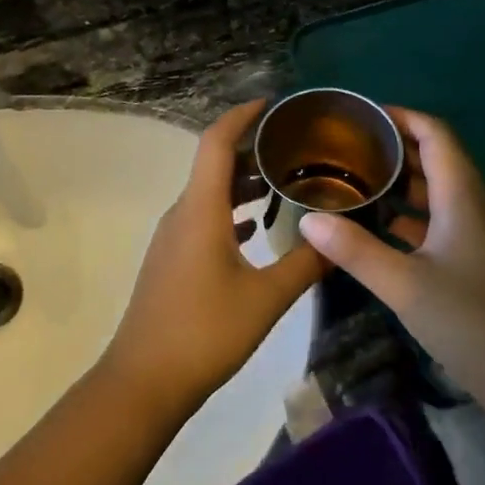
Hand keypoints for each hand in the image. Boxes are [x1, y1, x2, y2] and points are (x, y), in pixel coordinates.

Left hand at [99, 101, 326, 416]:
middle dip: (254, 150)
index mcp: (201, 209)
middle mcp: (182, 213)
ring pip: (211, 194)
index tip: (274, 104)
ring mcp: (173, 237)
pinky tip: (258, 228)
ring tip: (287, 182)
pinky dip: (232, 213)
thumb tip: (340, 240)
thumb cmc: (205, 332)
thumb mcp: (266, 298)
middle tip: (299, 147)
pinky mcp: (172, 260)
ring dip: (244, 184)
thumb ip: (305, 264)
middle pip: (215, 164)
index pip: (217, 142)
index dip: (243, 116)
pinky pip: (204, 219)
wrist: (144, 380)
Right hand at [298, 108, 484, 402]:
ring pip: (431, 191)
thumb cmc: (467, 318)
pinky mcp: (466, 259)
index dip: (402, 117)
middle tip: (344, 145)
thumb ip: (354, 250)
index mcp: (460, 196)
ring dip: (396, 180)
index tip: (360, 115)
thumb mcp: (403, 283)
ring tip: (350, 177)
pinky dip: (402, 214)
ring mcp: (470, 233)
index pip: (435, 135)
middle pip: (433, 158)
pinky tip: (371, 224)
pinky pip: (431, 220)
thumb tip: (308, 219)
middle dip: (392, 146)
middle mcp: (468, 205)